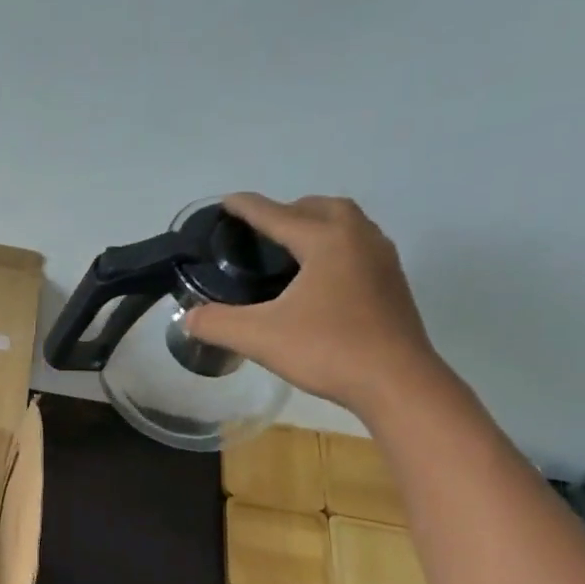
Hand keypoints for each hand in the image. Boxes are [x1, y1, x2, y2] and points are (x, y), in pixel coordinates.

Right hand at [184, 193, 445, 419]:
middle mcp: (359, 238)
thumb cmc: (328, 350)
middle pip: (321, 208)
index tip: (227, 202)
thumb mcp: (260, 338)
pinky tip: (321, 279)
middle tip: (263, 231)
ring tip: (292, 250)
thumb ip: (218, 323)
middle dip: (289, 211)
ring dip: (318, 226)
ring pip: (347, 225)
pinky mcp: (392, 284)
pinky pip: (359, 249)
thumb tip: (188, 318)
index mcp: (326, 240)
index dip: (248, 208)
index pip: (277, 215)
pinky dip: (335, 249)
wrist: (396, 382)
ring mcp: (382, 260)